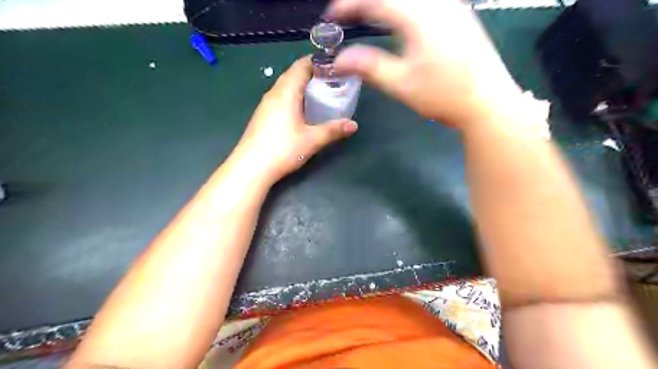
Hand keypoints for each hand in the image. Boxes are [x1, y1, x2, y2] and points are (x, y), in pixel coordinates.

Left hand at [232, 57, 357, 181]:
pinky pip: (280, 98)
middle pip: (293, 74)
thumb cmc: (283, 149)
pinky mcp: (262, 116)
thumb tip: (354, 125)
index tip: (335, 67)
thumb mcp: (312, 140)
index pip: (301, 66)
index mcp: (286, 92)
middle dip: (312, 74)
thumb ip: (333, 130)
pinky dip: (293, 97)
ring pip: (285, 86)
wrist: (251, 167)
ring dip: (301, 86)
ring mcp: (265, 104)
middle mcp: (273, 93)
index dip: (318, 62)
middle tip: (331, 82)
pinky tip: (301, 111)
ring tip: (319, 95)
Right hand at [330, 1, 525, 127]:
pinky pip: (424, 1)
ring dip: (384, 3)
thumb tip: (338, 61)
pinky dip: (402, 6)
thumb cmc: (444, 95)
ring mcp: (452, 5)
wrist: (487, 101)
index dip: (349, 4)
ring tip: (368, 15)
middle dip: (365, 1)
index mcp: (419, 17)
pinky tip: (398, 19)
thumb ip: (369, 67)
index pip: (376, 0)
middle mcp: (437, 2)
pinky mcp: (459, 13)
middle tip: (348, 14)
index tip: (332, 16)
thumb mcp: (401, 85)